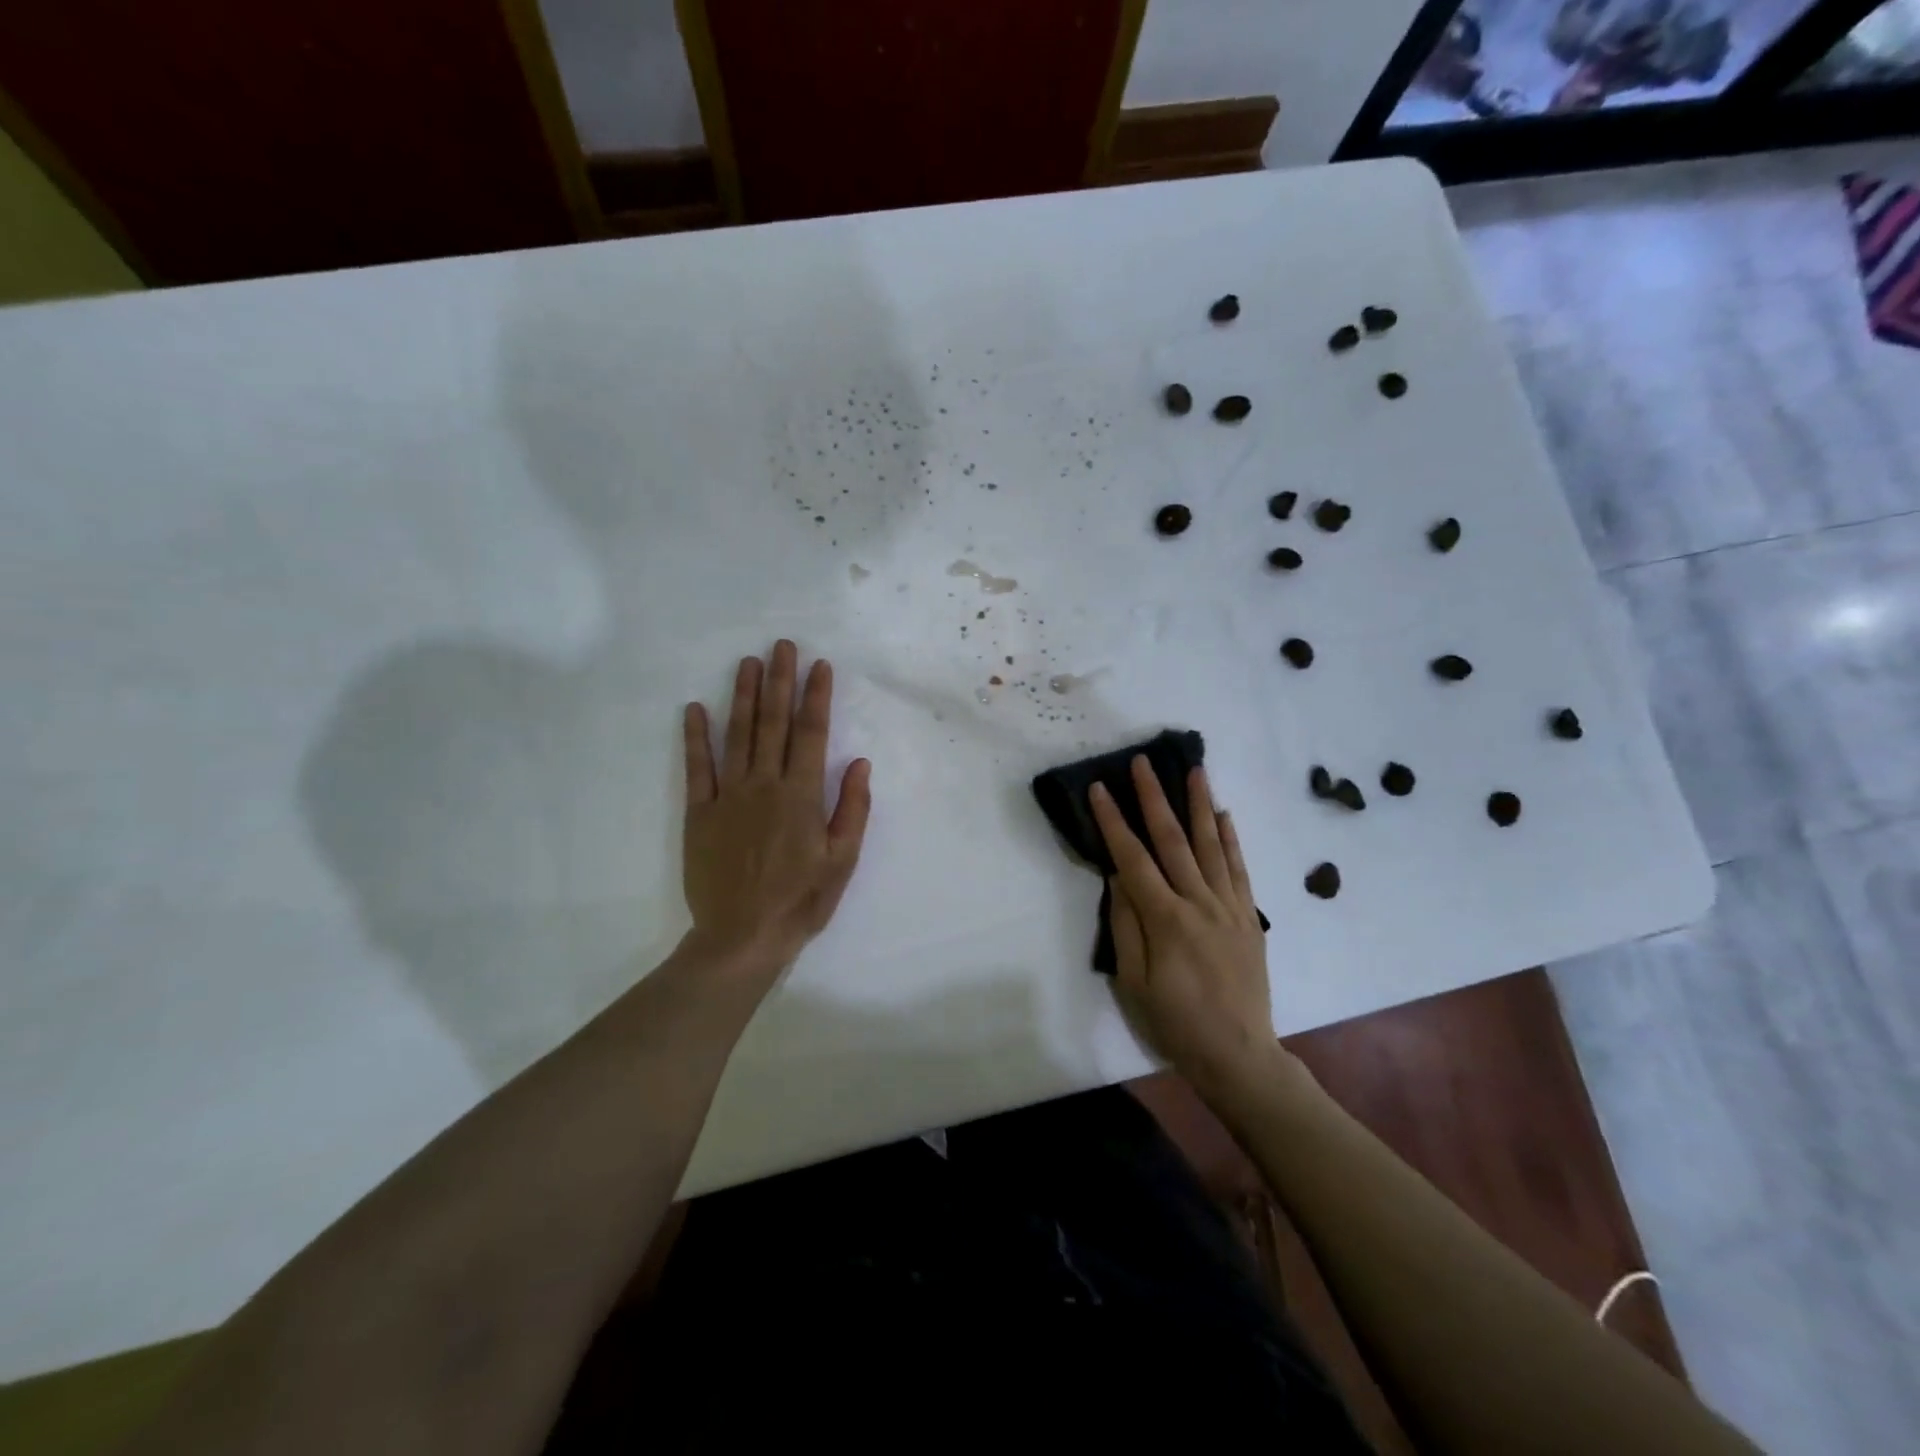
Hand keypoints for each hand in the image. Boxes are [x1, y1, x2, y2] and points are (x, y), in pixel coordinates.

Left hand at [681, 641, 871, 979]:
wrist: (742, 937)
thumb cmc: (801, 901)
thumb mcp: (842, 860)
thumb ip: (852, 809)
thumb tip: (859, 762)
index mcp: (801, 795)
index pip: (811, 734)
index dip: (816, 697)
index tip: (819, 666)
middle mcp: (764, 785)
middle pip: (773, 723)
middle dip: (780, 681)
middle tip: (782, 645)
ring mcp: (728, 796)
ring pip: (737, 735)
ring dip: (742, 696)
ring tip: (748, 662)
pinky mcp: (699, 813)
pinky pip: (697, 768)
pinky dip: (695, 737)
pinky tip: (694, 709)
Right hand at [1089, 758, 1277, 1093]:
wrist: (1239, 1054)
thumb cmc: (1176, 1022)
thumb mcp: (1134, 982)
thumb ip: (1126, 925)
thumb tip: (1117, 877)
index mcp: (1166, 920)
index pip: (1133, 859)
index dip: (1114, 821)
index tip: (1101, 788)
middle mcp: (1199, 903)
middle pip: (1173, 840)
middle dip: (1154, 798)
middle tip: (1143, 762)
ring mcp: (1229, 907)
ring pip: (1212, 845)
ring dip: (1200, 804)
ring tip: (1194, 769)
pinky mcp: (1249, 917)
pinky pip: (1240, 870)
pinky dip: (1232, 840)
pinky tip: (1224, 815)